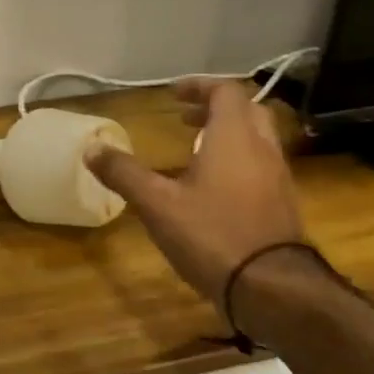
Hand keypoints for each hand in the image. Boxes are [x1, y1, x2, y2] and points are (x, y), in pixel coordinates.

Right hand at [85, 78, 305, 308]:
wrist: (272, 287)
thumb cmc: (212, 234)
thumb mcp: (157, 204)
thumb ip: (124, 173)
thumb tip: (91, 149)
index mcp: (233, 138)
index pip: (226, 92)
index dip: (199, 86)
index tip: (173, 94)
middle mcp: (262, 150)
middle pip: (247, 111)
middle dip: (215, 108)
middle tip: (184, 118)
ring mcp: (278, 178)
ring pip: (257, 139)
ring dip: (227, 135)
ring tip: (194, 150)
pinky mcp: (282, 204)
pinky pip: (261, 166)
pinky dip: (237, 160)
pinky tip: (212, 187)